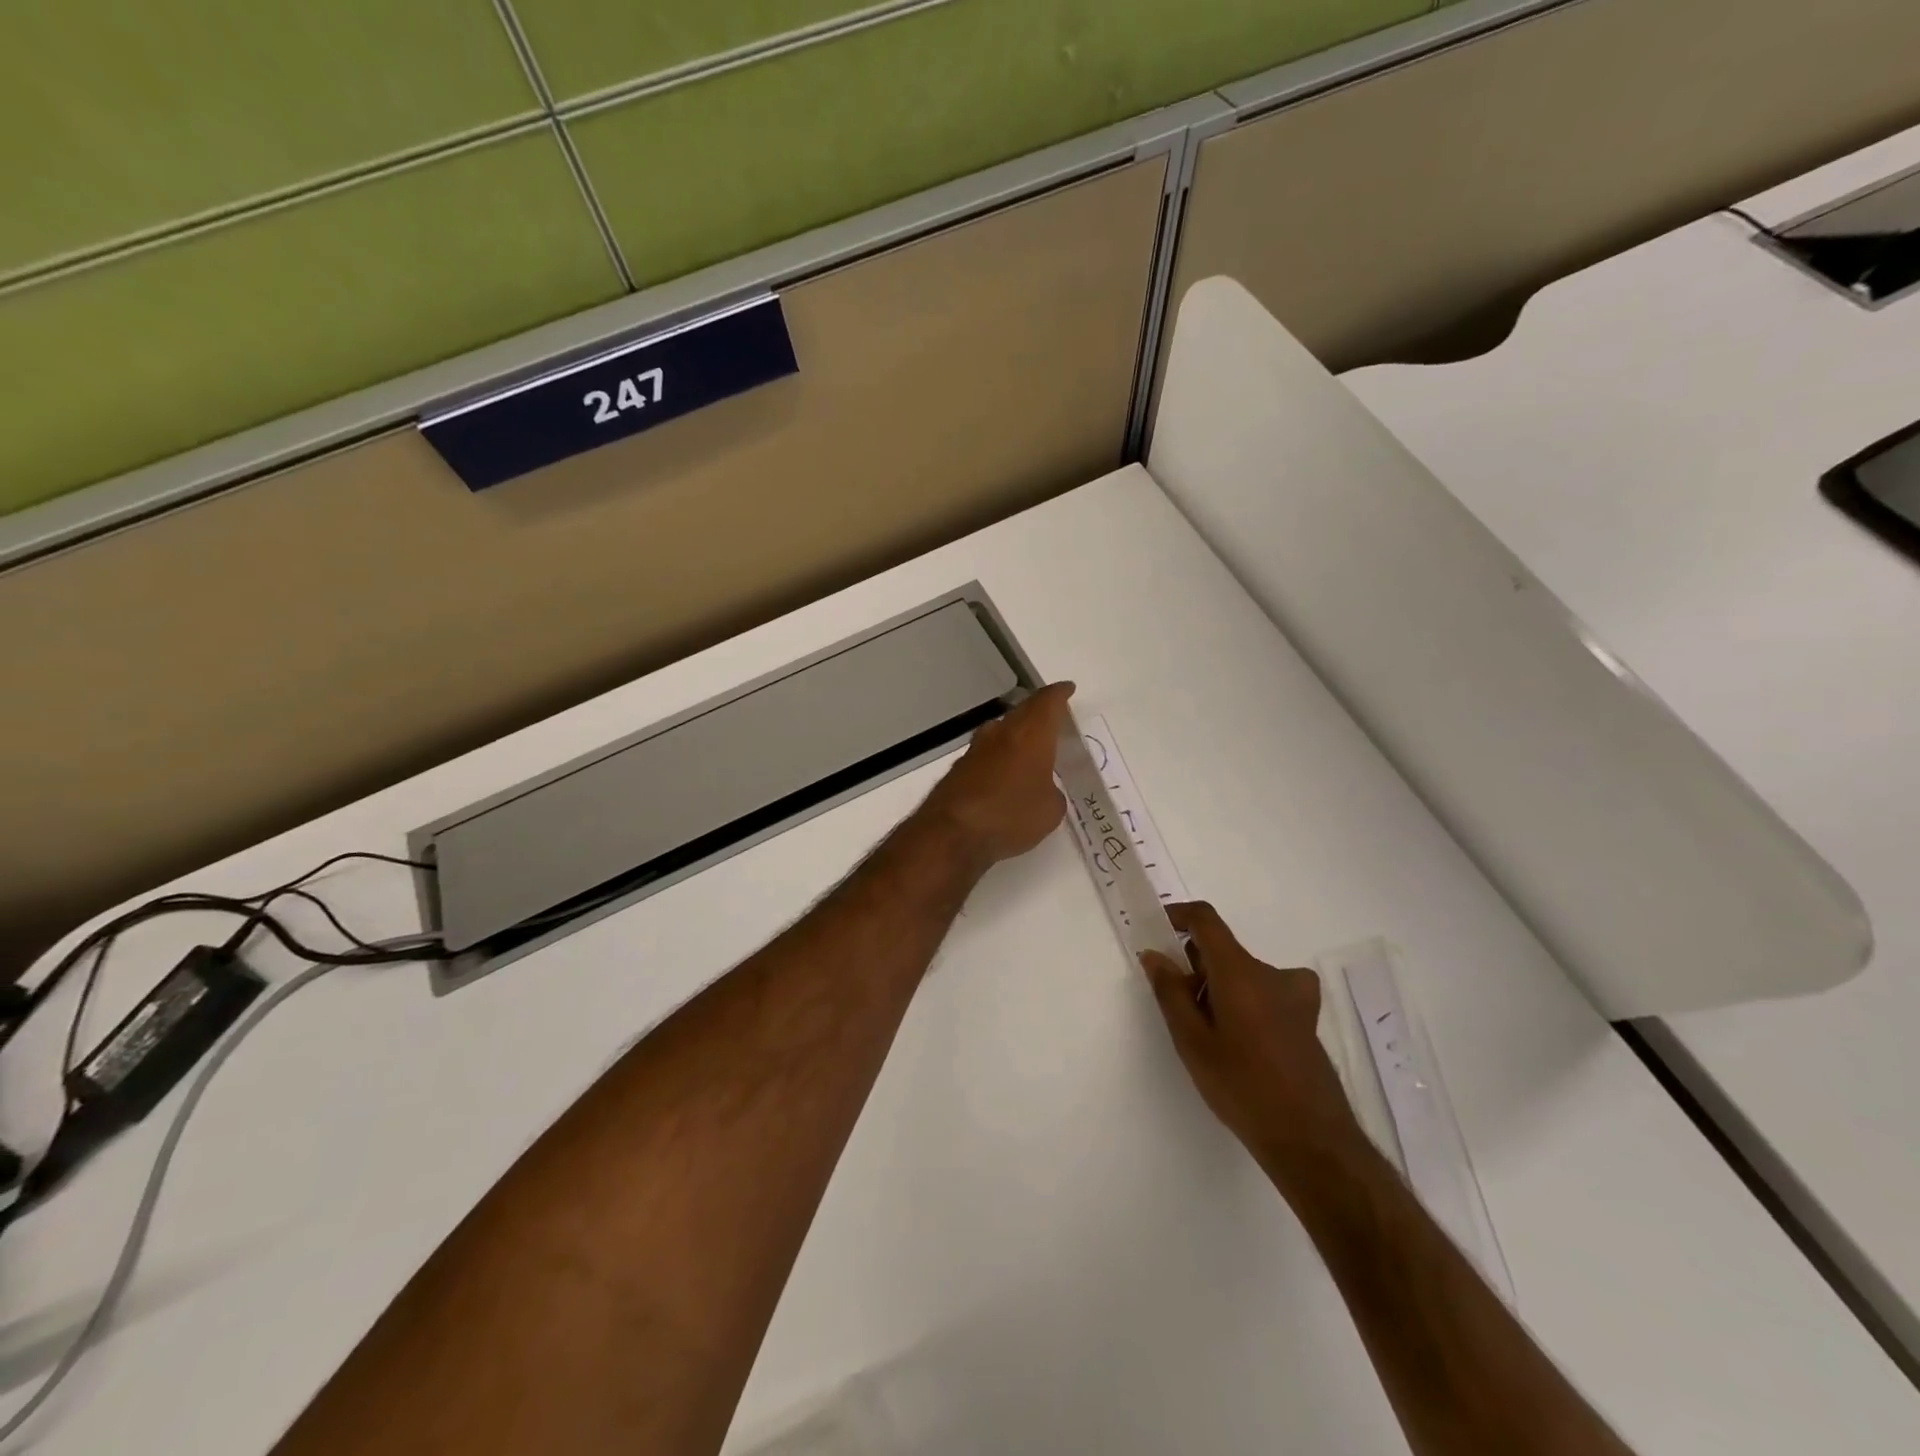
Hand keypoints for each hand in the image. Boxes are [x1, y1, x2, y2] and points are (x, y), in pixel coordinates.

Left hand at [922, 682, 1075, 869]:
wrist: (952, 832)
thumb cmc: (1011, 814)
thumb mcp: (1050, 810)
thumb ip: (1052, 793)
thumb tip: (1043, 790)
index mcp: (1031, 733)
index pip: (1047, 701)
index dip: (1059, 694)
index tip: (1067, 689)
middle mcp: (1002, 732)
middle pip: (1023, 711)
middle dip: (1039, 712)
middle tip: (1053, 719)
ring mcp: (976, 748)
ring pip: (1002, 730)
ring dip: (1016, 733)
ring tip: (1030, 745)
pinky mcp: (959, 767)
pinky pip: (987, 753)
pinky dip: (1000, 756)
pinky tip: (1005, 772)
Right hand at [1141, 902, 1362, 1179]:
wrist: (1311, 1139)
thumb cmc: (1242, 1086)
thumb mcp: (1192, 1042)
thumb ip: (1170, 992)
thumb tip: (1154, 955)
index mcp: (1239, 971)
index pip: (1206, 920)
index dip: (1179, 916)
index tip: (1159, 931)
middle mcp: (1270, 973)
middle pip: (1224, 950)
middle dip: (1195, 966)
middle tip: (1178, 1005)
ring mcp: (1295, 996)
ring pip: (1244, 974)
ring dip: (1220, 987)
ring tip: (1209, 1034)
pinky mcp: (1306, 1018)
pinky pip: (1266, 992)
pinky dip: (1246, 1001)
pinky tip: (1243, 1042)